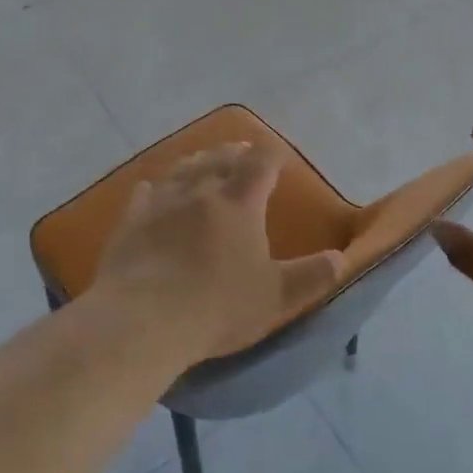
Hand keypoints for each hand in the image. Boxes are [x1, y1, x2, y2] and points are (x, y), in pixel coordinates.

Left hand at [90, 141, 345, 364]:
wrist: (142, 320)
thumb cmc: (217, 306)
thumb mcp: (275, 297)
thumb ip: (310, 276)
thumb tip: (341, 259)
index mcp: (240, 202)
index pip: (261, 163)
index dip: (272, 155)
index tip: (279, 157)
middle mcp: (201, 190)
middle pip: (220, 158)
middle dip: (235, 152)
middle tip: (243, 151)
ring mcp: (162, 202)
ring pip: (183, 169)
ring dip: (198, 161)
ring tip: (203, 160)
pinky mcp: (131, 220)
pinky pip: (145, 193)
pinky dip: (155, 187)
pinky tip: (152, 189)